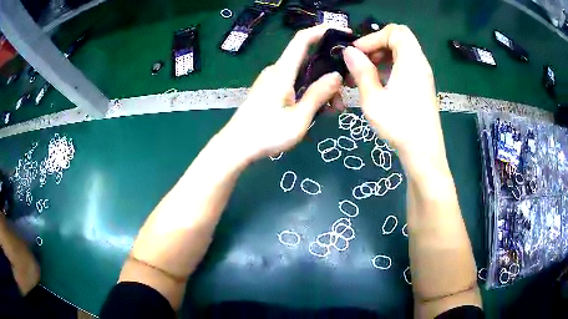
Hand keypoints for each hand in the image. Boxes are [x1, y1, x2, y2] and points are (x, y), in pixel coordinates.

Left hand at [221, 25, 346, 161]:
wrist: (235, 147)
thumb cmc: (266, 134)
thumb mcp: (298, 118)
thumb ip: (317, 94)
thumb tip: (336, 75)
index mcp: (282, 71)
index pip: (302, 39)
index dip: (322, 31)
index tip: (344, 33)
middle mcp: (277, 71)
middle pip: (308, 60)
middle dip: (330, 72)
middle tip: (344, 94)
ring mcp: (273, 80)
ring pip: (304, 75)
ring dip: (321, 87)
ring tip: (333, 110)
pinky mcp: (271, 91)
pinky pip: (295, 84)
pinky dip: (310, 93)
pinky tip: (319, 110)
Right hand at [343, 24, 444, 162]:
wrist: (424, 153)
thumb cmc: (399, 125)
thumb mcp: (374, 98)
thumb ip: (361, 71)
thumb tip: (348, 52)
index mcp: (411, 61)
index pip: (393, 32)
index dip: (372, 37)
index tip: (357, 53)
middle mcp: (420, 63)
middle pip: (400, 38)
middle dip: (378, 43)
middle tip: (362, 60)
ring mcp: (423, 75)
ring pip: (403, 52)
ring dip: (383, 55)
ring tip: (365, 73)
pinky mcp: (422, 86)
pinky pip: (406, 65)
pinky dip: (391, 66)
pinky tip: (378, 83)